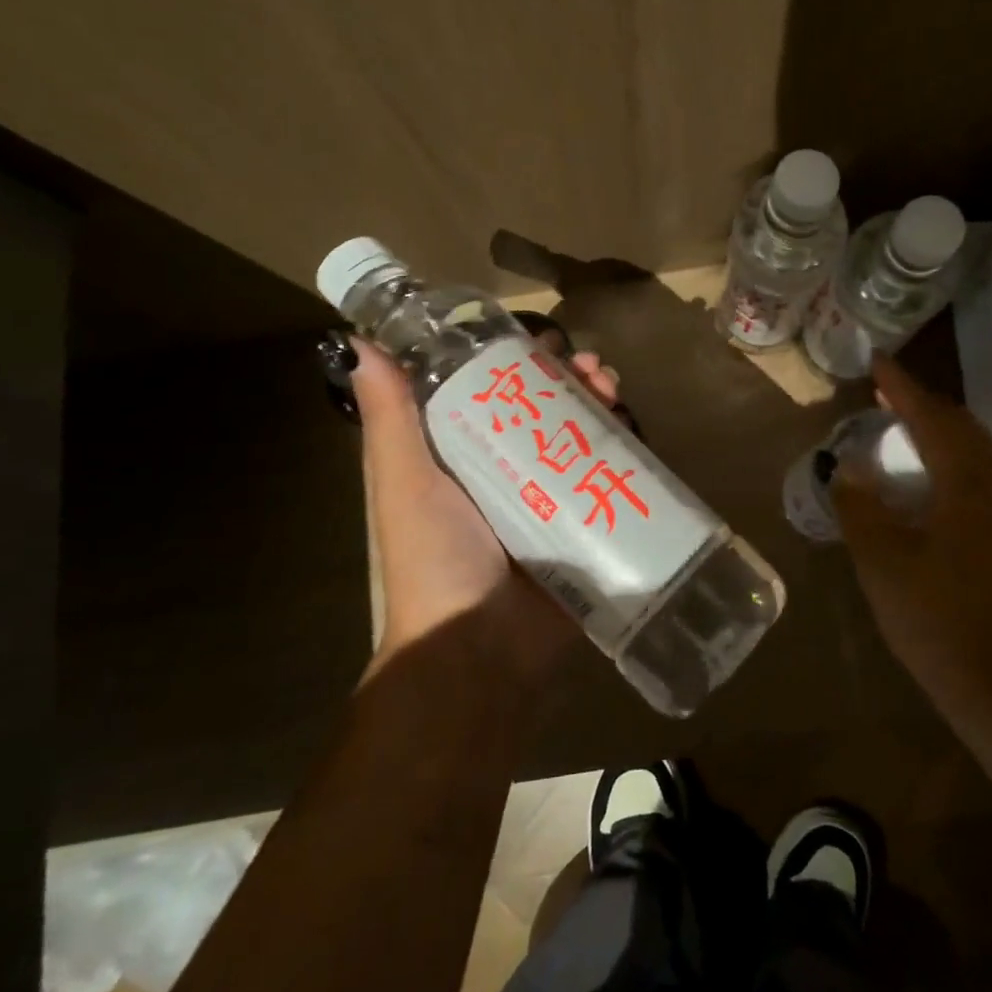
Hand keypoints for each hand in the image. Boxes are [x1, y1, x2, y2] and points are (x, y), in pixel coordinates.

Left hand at [349, 339, 619, 685]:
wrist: (478, 651)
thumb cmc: (434, 559)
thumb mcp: (404, 482)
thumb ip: (390, 418)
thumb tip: (355, 345)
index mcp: (465, 458)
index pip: (497, 393)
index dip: (519, 361)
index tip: (540, 340)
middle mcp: (510, 473)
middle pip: (549, 410)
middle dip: (572, 380)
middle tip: (592, 367)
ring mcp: (554, 501)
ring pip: (584, 437)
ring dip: (602, 405)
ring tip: (613, 388)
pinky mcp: (588, 526)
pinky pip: (613, 478)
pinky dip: (626, 450)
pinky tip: (635, 430)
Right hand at [832, 356, 991, 711]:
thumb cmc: (936, 618)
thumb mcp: (881, 560)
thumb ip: (860, 506)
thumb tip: (848, 468)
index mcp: (969, 486)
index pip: (933, 419)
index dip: (903, 388)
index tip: (878, 362)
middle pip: (963, 428)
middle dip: (924, 405)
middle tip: (886, 395)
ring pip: (975, 453)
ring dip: (939, 432)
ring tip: (901, 430)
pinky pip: (979, 478)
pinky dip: (949, 461)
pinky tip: (925, 482)